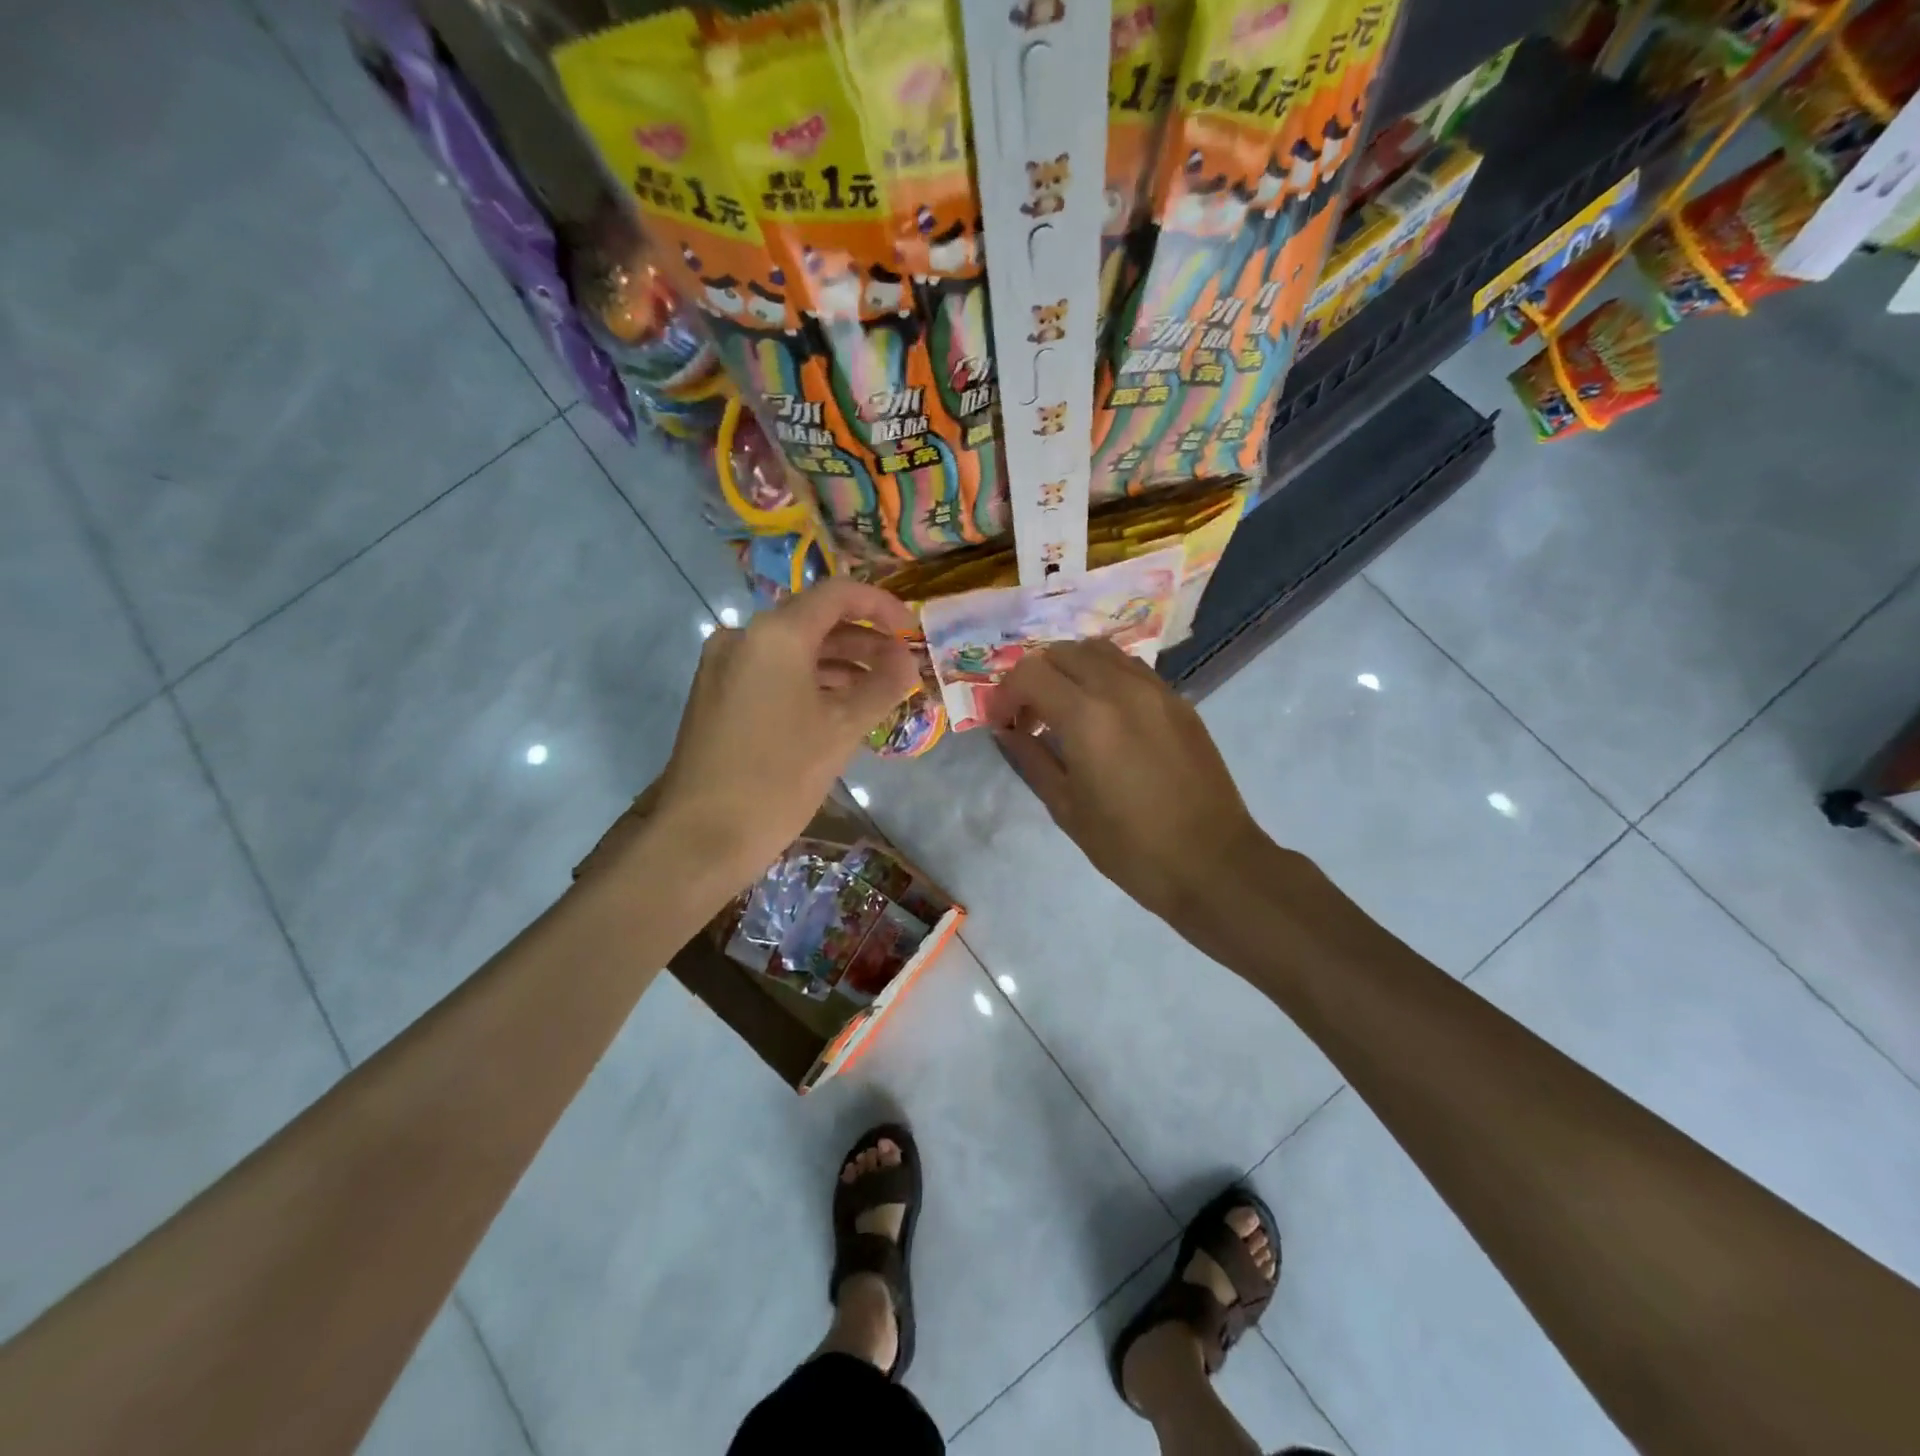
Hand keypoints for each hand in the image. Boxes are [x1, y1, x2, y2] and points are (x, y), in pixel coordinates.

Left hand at [649, 579, 918, 884]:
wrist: (702, 835)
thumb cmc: (779, 776)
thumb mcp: (842, 729)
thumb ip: (882, 686)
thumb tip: (907, 661)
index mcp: (776, 634)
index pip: (838, 595)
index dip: (881, 607)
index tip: (912, 631)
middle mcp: (745, 637)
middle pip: (815, 621)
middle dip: (864, 640)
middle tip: (901, 666)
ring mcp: (725, 665)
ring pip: (793, 649)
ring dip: (839, 664)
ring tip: (878, 691)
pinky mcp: (717, 694)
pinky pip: (772, 672)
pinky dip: (809, 681)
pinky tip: (837, 708)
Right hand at [990, 638, 1272, 923]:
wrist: (1210, 862)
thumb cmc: (1129, 846)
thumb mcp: (1066, 807)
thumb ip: (1031, 758)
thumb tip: (1006, 730)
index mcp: (1087, 717)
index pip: (1029, 673)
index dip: (1005, 694)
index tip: (1003, 725)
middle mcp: (1121, 688)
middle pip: (1062, 651)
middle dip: (1035, 677)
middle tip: (1030, 718)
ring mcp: (1155, 689)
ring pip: (1098, 650)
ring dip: (1070, 670)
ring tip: (1065, 710)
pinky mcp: (1179, 701)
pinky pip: (1130, 668)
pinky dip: (1103, 676)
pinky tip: (1104, 716)